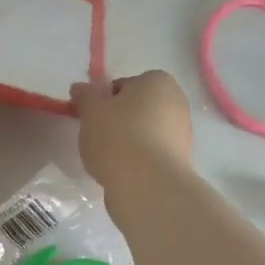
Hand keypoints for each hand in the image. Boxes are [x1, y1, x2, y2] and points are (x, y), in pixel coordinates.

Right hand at [70, 71, 193, 191]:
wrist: (148, 184)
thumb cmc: (118, 137)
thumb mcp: (91, 111)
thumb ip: (85, 95)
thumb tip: (81, 88)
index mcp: (157, 81)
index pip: (122, 86)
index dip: (103, 102)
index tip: (92, 119)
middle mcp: (177, 101)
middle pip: (136, 109)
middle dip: (117, 121)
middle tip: (98, 137)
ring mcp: (183, 132)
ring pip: (144, 132)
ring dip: (128, 141)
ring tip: (109, 159)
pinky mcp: (181, 159)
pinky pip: (152, 153)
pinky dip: (138, 159)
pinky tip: (124, 172)